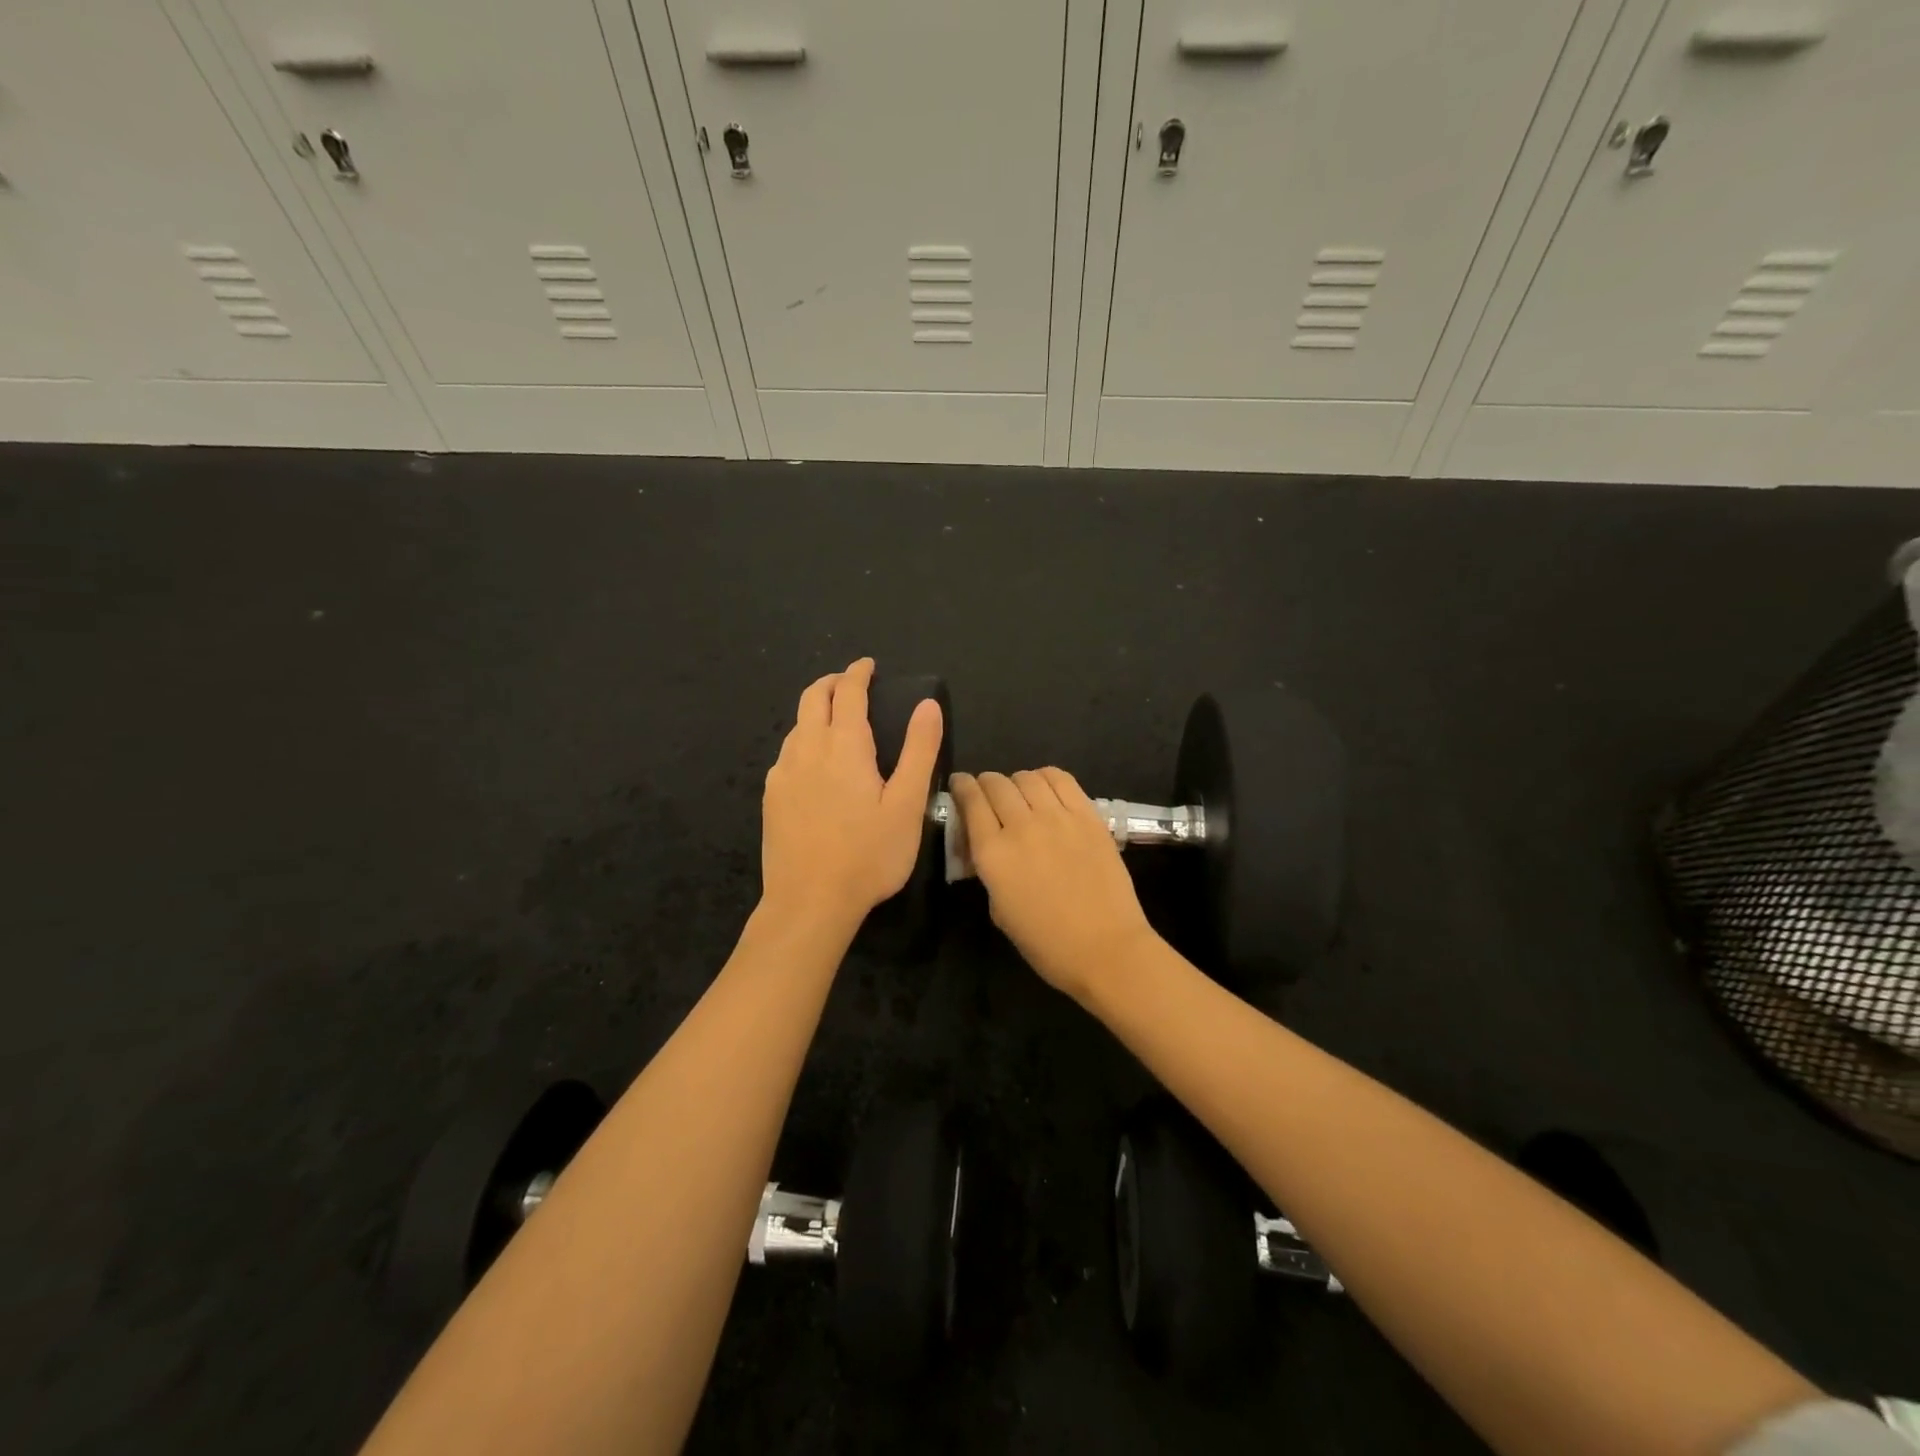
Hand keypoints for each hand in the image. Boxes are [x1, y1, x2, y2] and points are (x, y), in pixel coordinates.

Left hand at [761, 658, 942, 932]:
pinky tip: (814, 764)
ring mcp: (783, 774)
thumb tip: (928, 705)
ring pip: (796, 725)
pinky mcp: (771, 798)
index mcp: (844, 746)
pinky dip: (803, 740)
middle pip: (812, 698)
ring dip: (815, 711)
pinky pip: (787, 753)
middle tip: (851, 683)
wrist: (809, 902)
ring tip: (836, 721)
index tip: (869, 666)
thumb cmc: (868, 854)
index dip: (858, 673)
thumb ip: (919, 750)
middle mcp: (807, 749)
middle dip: (831, 682)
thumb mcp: (907, 804)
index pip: (848, 692)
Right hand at [948, 768, 1157, 1001]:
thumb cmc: (1046, 942)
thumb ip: (989, 871)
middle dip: (985, 783)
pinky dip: (1046, 777)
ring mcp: (1057, 817)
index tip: (960, 785)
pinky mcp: (1088, 816)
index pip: (970, 801)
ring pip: (1027, 777)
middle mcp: (1021, 826)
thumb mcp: (999, 910)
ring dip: (1015, 781)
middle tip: (987, 792)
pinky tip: (1045, 789)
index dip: (962, 787)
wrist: (1105, 948)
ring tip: (1019, 792)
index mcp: (993, 854)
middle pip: (996, 784)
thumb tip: (988, 848)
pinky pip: (1062, 780)